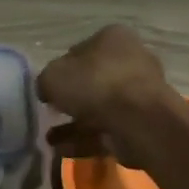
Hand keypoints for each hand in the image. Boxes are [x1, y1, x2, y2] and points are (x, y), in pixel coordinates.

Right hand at [36, 24, 179, 165]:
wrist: (139, 120)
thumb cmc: (95, 84)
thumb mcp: (53, 77)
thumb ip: (45, 81)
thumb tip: (47, 91)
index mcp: (113, 38)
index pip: (80, 51)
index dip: (61, 70)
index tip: (49, 89)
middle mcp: (131, 60)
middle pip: (93, 80)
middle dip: (71, 100)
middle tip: (51, 114)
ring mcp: (140, 93)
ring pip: (100, 108)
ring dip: (74, 124)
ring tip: (50, 139)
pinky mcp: (143, 122)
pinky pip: (109, 129)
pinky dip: (87, 140)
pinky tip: (63, 151)